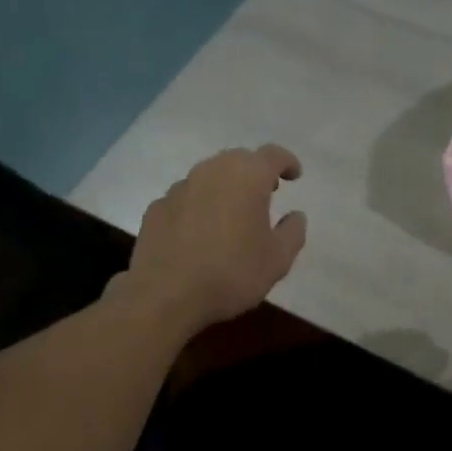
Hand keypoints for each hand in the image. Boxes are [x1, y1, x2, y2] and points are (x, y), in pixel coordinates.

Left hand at [116, 145, 306, 334]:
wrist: (166, 296)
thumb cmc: (232, 274)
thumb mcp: (278, 259)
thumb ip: (293, 232)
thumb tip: (295, 216)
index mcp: (246, 177)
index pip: (272, 155)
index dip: (287, 162)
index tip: (294, 175)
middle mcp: (211, 172)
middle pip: (238, 160)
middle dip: (255, 172)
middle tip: (266, 193)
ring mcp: (179, 188)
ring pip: (209, 177)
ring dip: (225, 188)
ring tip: (233, 214)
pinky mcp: (156, 208)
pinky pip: (186, 198)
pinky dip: (199, 207)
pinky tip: (201, 233)